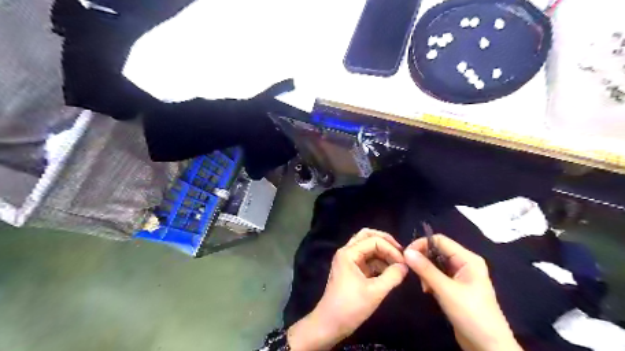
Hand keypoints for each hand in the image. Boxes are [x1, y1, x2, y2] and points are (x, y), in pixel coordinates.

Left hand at [289, 228, 410, 348]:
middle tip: (401, 253)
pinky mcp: (352, 271)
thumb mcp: (375, 292)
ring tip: (398, 264)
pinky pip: (367, 259)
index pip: (373, 240)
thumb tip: (405, 266)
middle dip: (385, 242)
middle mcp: (347, 252)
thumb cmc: (350, 307)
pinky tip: (390, 272)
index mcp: (348, 253)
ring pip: (367, 247)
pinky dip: (379, 262)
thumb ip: (392, 276)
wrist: (329, 325)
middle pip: (367, 237)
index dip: (391, 249)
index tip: (404, 263)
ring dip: (383, 252)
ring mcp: (348, 261)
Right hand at [405, 235, 522, 350]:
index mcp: (467, 259)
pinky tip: (429, 291)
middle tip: (415, 274)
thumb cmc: (471, 314)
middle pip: (437, 251)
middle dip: (423, 260)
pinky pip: (438, 275)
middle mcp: (464, 263)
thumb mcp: (446, 290)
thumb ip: (426, 270)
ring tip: (425, 287)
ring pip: (435, 264)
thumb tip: (406, 251)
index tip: (406, 256)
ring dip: (426, 272)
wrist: (489, 347)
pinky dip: (430, 280)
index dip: (421, 244)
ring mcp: (460, 275)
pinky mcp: (455, 287)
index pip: (439, 240)